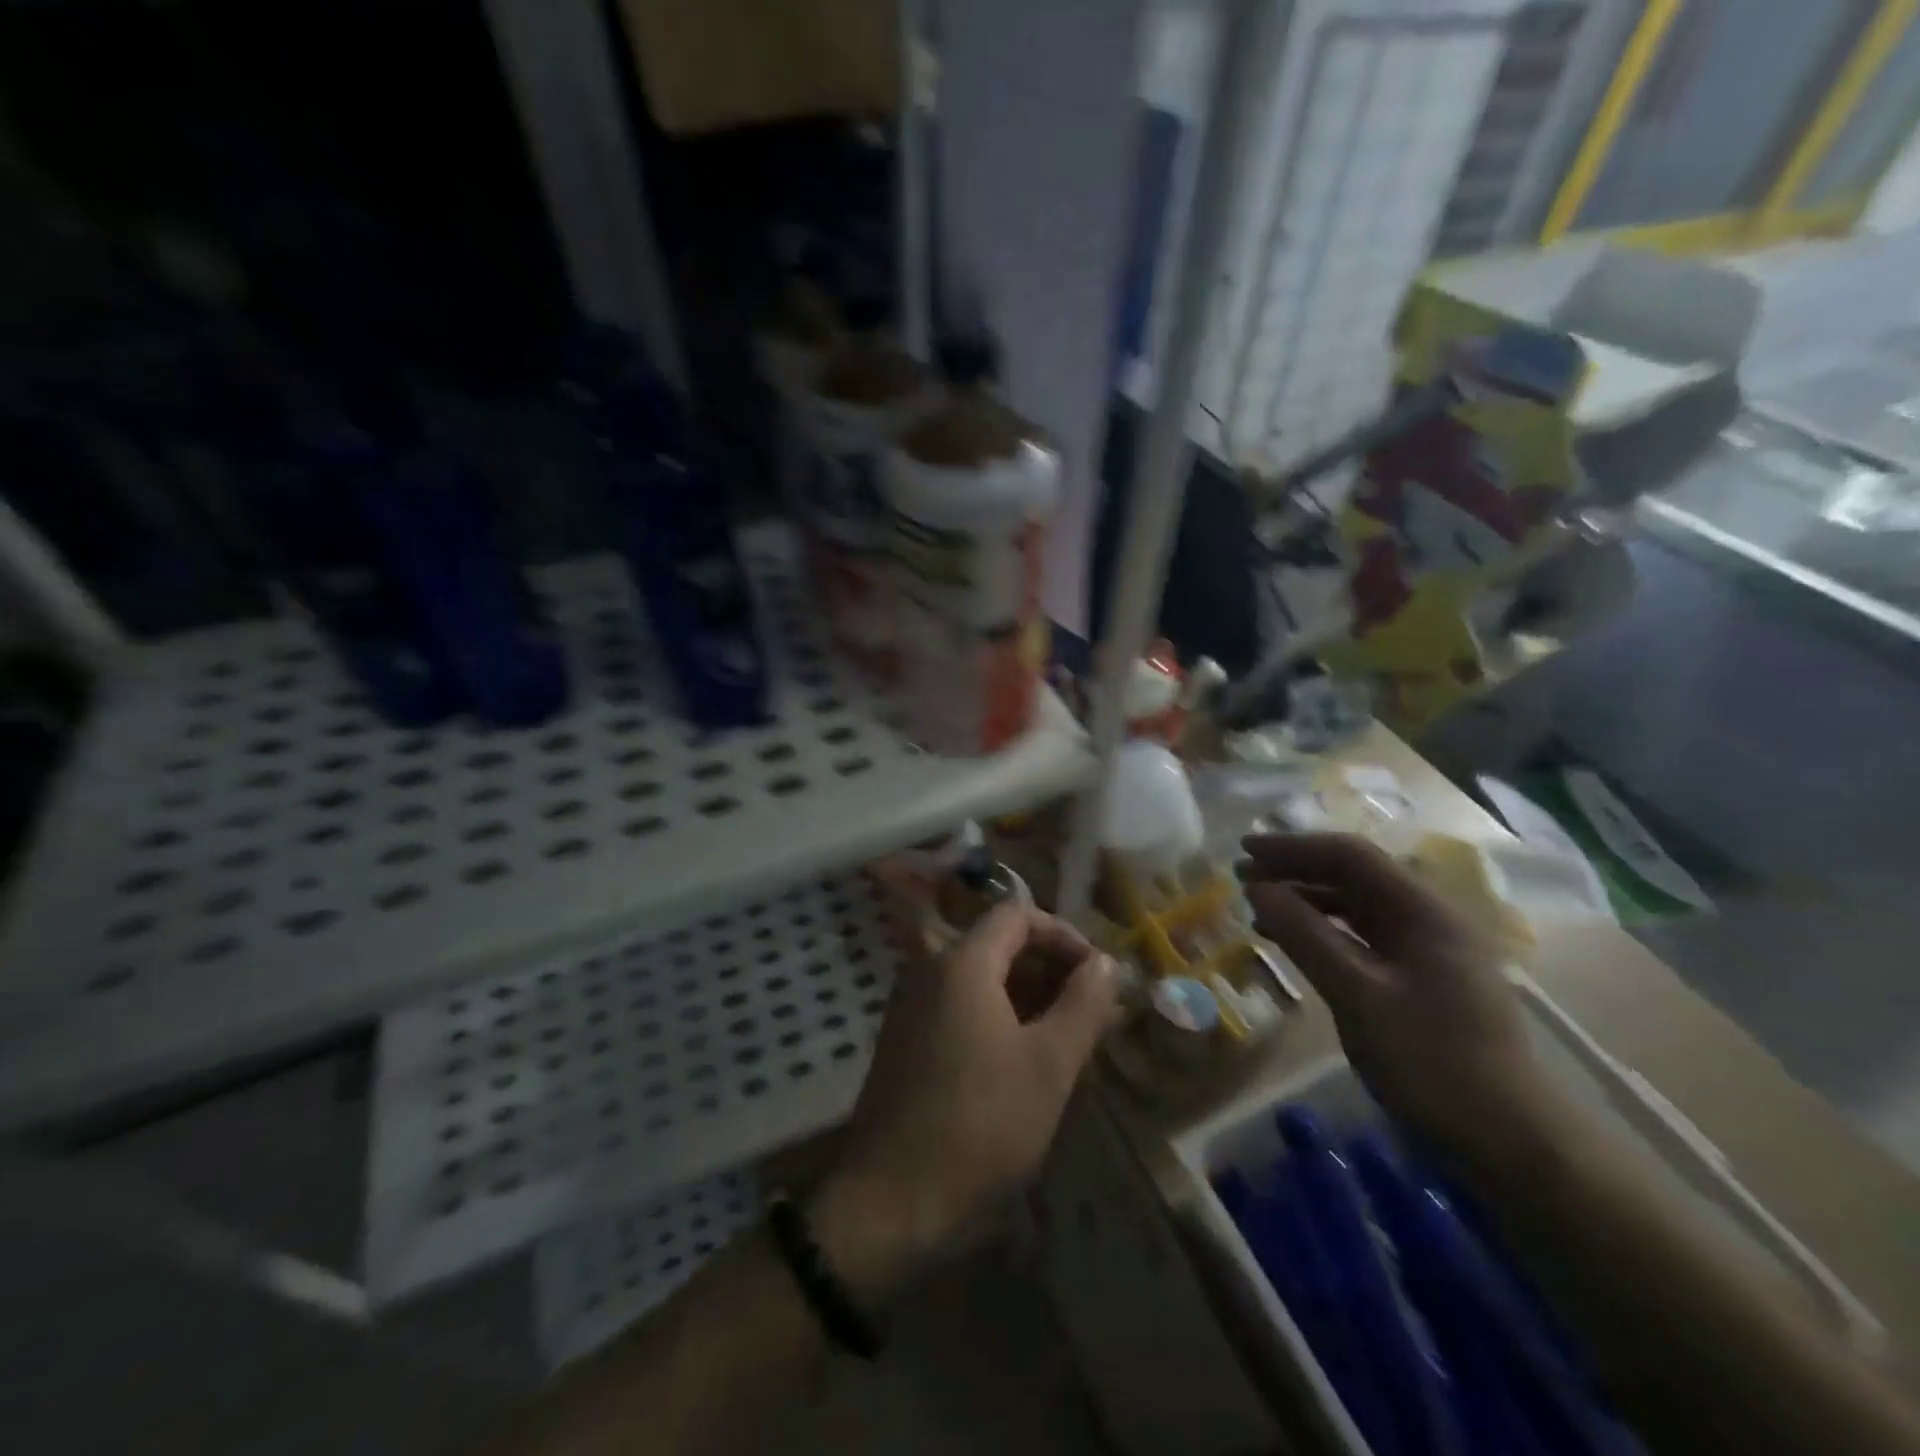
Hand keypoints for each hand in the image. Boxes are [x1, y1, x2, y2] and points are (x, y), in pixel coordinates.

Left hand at [813, 905, 1120, 1299]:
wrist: (891, 1196)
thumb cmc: (981, 1122)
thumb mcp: (1049, 1063)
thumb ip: (1083, 1003)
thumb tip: (1103, 962)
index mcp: (961, 962)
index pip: (1017, 914)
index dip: (1063, 934)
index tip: (1096, 973)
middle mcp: (929, 969)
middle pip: (998, 945)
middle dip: (1050, 971)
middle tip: (1091, 1014)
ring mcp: (911, 1004)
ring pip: (981, 980)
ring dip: (1028, 998)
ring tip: (1068, 1041)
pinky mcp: (904, 1037)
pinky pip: (959, 1007)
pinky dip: (997, 1018)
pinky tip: (1024, 1062)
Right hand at [1239, 833, 1574, 1176]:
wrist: (1512, 1144)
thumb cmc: (1432, 1063)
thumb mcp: (1357, 995)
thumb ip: (1305, 935)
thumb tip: (1257, 888)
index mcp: (1423, 911)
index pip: (1349, 856)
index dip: (1292, 848)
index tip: (1243, 851)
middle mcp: (1428, 919)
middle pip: (1353, 876)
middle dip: (1295, 871)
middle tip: (1242, 878)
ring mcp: (1428, 950)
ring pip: (1356, 907)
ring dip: (1306, 901)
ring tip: (1259, 910)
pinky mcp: (1422, 980)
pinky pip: (1363, 938)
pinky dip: (1323, 933)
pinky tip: (1295, 945)